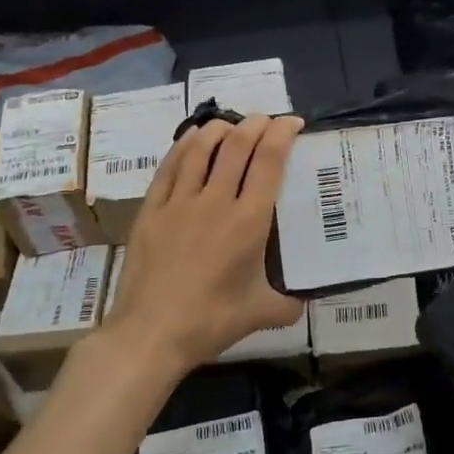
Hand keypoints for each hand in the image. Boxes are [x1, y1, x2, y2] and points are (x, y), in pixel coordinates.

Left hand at [108, 114, 304, 375]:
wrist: (151, 333)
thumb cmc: (211, 321)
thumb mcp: (261, 314)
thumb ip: (288, 304)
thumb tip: (303, 301)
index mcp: (248, 222)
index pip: (269, 162)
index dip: (282, 134)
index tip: (292, 123)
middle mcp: (216, 202)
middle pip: (237, 146)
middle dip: (255, 124)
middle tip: (266, 120)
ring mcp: (179, 203)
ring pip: (200, 149)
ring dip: (220, 129)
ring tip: (231, 124)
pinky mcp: (151, 210)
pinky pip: (169, 167)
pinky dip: (184, 146)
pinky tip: (192, 138)